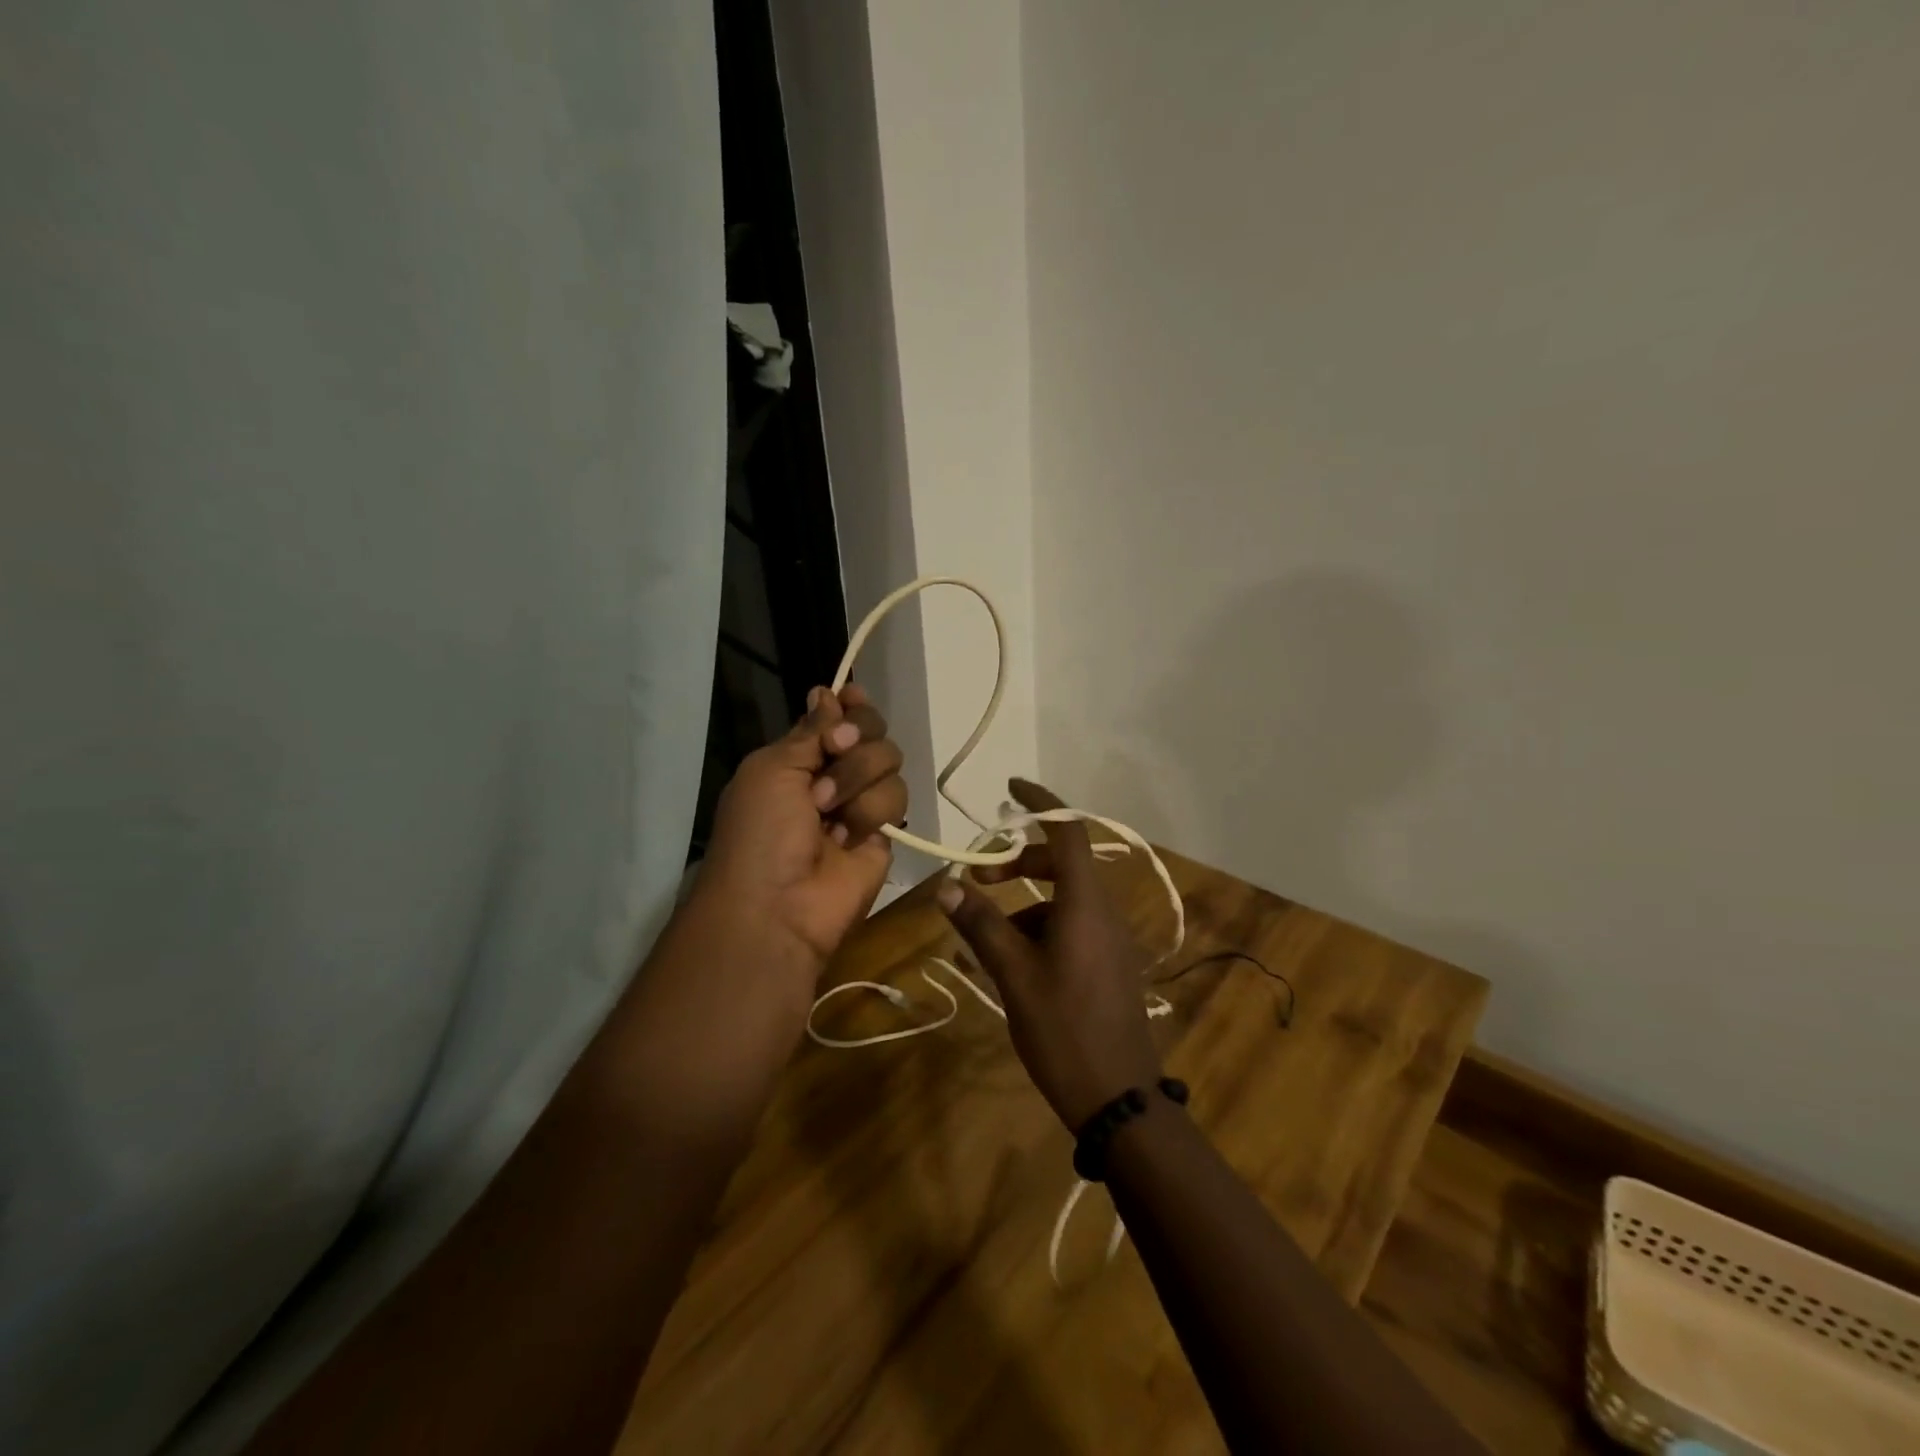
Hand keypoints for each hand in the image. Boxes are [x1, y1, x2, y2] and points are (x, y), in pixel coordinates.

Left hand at [699, 684, 906, 975]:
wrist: (778, 905)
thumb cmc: (760, 831)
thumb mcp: (772, 769)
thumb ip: (810, 731)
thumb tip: (828, 693)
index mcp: (799, 758)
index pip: (837, 717)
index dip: (849, 705)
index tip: (851, 697)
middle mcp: (834, 776)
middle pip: (872, 731)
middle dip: (857, 737)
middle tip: (837, 750)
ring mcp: (861, 804)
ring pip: (889, 762)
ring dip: (858, 780)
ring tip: (829, 812)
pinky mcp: (885, 833)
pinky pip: (898, 799)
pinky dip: (871, 812)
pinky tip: (848, 838)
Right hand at [935, 779, 1161, 1129]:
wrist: (1120, 1098)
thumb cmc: (1064, 1030)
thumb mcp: (1014, 975)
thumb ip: (981, 924)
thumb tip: (946, 885)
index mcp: (1085, 904)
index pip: (1068, 832)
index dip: (1041, 802)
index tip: (1010, 788)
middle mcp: (1103, 911)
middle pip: (1063, 863)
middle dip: (1019, 862)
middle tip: (979, 876)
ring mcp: (1110, 939)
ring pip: (1064, 899)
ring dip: (1025, 903)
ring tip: (988, 939)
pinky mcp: (1109, 963)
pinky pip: (1072, 926)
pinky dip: (1040, 928)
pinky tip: (1015, 965)